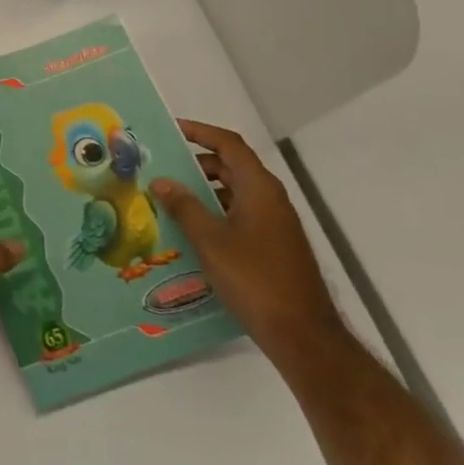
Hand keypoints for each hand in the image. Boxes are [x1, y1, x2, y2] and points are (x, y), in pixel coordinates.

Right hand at [149, 119, 342, 359]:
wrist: (302, 335)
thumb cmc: (254, 279)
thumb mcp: (210, 240)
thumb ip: (184, 206)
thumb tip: (162, 181)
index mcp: (259, 189)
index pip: (229, 145)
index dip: (200, 132)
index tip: (171, 130)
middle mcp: (271, 199)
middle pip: (232, 167)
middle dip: (196, 163)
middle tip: (161, 168)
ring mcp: (275, 224)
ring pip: (235, 193)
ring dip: (204, 191)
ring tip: (168, 199)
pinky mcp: (274, 246)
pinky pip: (239, 215)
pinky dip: (215, 213)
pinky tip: (191, 232)